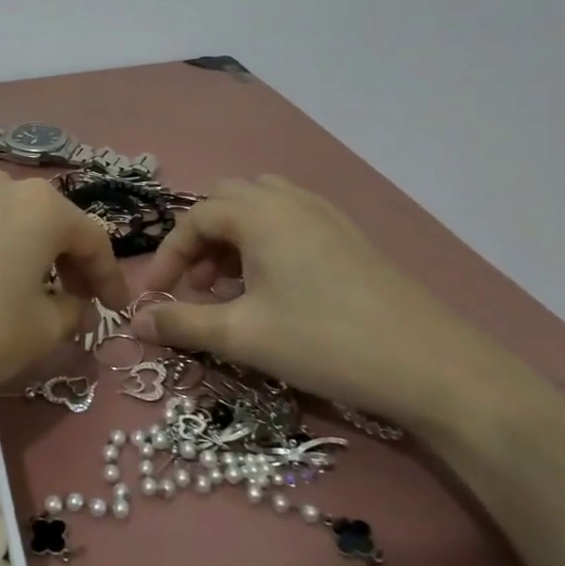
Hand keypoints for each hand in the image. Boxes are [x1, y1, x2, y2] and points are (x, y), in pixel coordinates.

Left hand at [0, 173, 127, 493]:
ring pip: (10, 224)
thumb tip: (75, 305)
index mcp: (40, 206)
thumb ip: (72, 311)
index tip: (117, 310)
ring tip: (32, 294)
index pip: (93, 239)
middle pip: (51, 223)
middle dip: (70, 262)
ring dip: (30, 255)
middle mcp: (0, 188)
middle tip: (79, 301)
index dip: (110, 277)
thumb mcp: (41, 330)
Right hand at [131, 175, 564, 448]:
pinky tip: (273, 291)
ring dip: (233, 242)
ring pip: (261, 211)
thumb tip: (134, 323)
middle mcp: (291, 200)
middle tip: (196, 288)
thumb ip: (182, 323)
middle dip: (200, 242)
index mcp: (261, 213)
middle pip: (227, 203)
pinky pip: (290, 224)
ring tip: (231, 291)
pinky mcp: (349, 237)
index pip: (195, 218)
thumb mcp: (241, 335)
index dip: (168, 257)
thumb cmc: (324, 341)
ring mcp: (326, 215)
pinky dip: (265, 246)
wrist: (431, 365)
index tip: (155, 299)